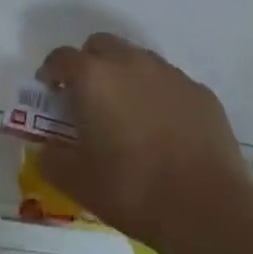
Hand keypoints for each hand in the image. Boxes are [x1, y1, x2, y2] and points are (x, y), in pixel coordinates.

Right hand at [35, 33, 252, 253]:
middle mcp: (131, 63)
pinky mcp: (200, 91)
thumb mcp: (76, 181)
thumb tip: (46, 147)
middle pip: (101, 45)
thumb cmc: (131, 190)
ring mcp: (170, 74)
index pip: (61, 58)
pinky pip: (168, 82)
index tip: (50, 92)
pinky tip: (162, 127)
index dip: (51, 72)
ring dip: (124, 75)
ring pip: (137, 59)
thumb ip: (52, 157)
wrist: (206, 208)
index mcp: (94, 78)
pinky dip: (157, 94)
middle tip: (86, 97)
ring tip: (126, 112)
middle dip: (88, 64)